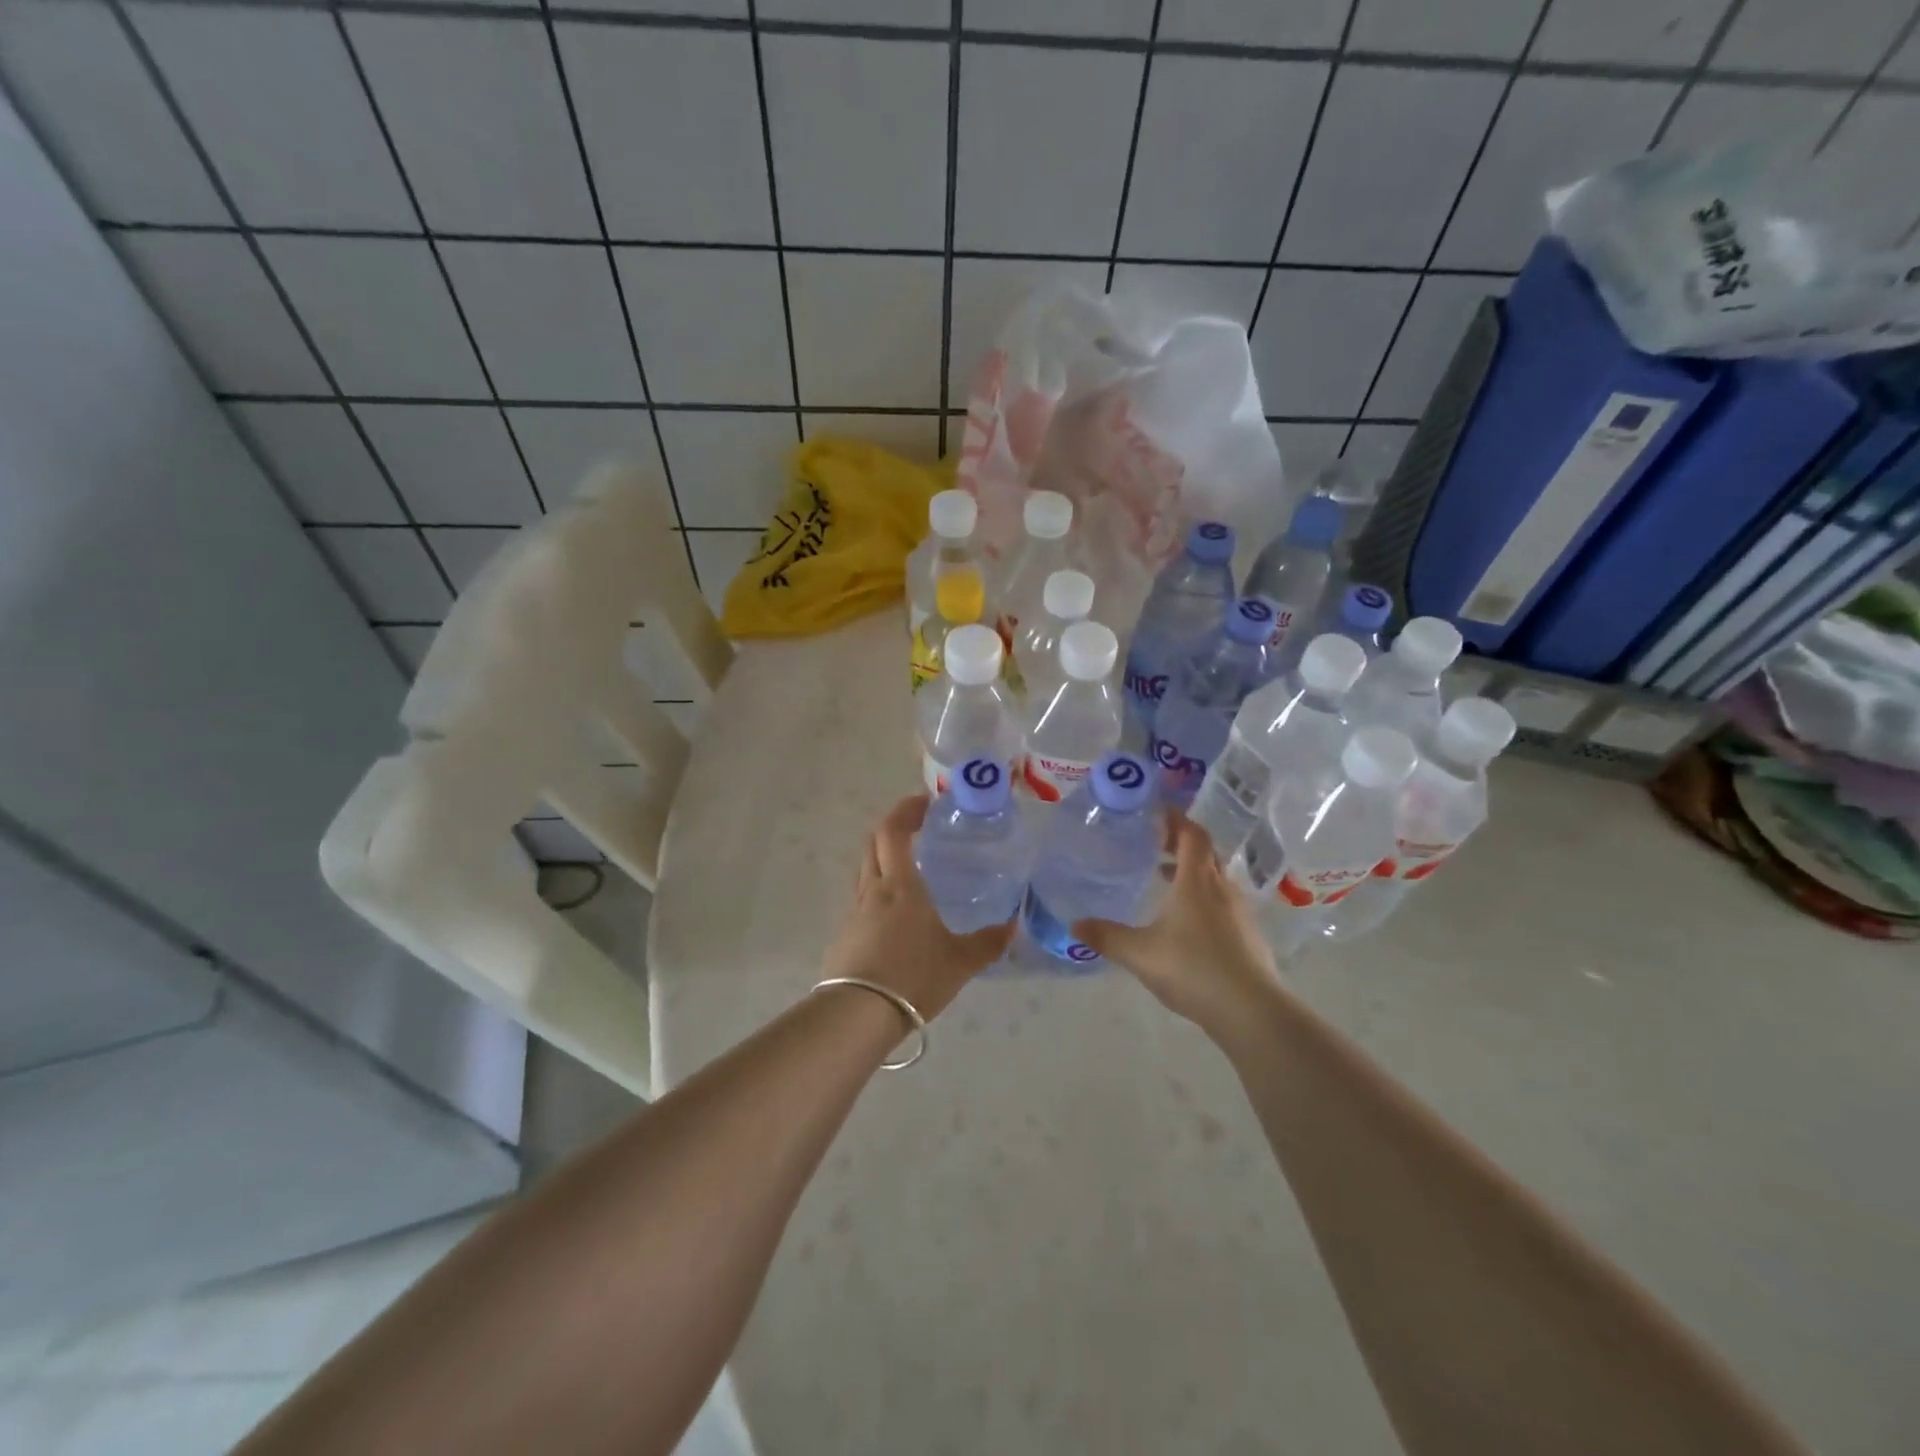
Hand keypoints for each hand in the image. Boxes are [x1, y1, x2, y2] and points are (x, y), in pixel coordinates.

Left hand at [819, 794, 1014, 1021]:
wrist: (858, 1015)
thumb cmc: (913, 978)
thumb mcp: (960, 962)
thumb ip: (988, 942)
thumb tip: (1012, 925)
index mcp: (900, 886)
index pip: (893, 831)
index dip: (906, 810)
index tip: (925, 802)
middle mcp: (873, 890)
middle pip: (873, 843)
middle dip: (893, 827)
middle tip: (918, 827)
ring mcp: (854, 912)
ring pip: (865, 870)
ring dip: (884, 858)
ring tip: (911, 869)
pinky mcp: (844, 934)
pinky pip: (861, 899)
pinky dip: (878, 890)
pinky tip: (895, 914)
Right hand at [1073, 814, 1281, 1039]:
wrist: (1251, 1011)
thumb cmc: (1193, 968)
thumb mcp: (1140, 953)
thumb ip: (1107, 937)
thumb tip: (1074, 925)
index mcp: (1197, 881)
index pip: (1192, 835)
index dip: (1176, 820)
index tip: (1157, 812)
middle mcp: (1221, 889)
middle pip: (1205, 853)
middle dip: (1181, 844)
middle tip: (1155, 844)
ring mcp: (1239, 913)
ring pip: (1215, 880)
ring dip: (1192, 873)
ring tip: (1165, 881)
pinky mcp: (1248, 937)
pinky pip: (1223, 904)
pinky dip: (1203, 899)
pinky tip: (1186, 923)